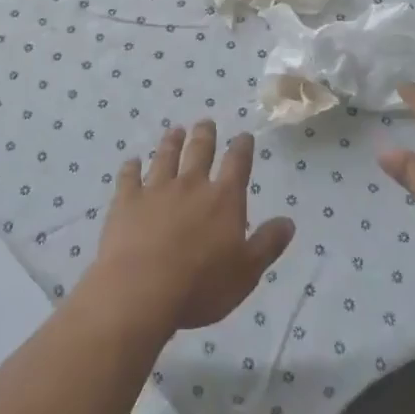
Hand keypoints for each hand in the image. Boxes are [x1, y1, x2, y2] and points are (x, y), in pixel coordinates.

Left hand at [88, 121, 295, 332]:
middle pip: (199, 151)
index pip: (237, 164)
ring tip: (175, 130)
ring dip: (171, 142)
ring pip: (165, 157)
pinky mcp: (126, 202)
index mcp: (223, 200)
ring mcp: (156, 190)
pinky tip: (131, 161)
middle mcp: (191, 185)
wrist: (140, 291)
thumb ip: (267, 244)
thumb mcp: (246, 272)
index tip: (244, 135)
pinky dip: (130, 167)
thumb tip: (288, 221)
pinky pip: (128, 177)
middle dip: (205, 135)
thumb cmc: (201, 287)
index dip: (242, 147)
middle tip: (206, 122)